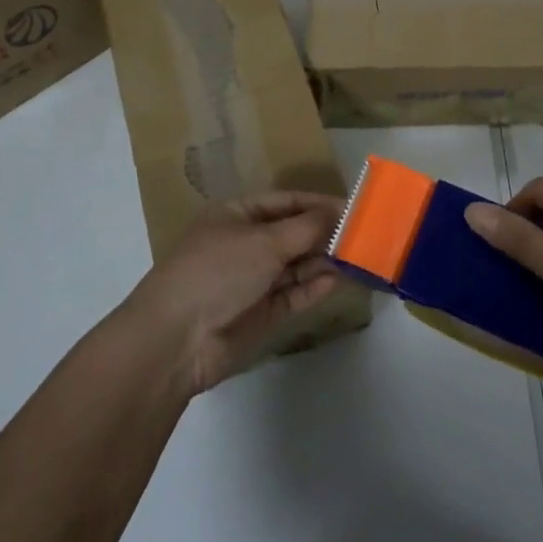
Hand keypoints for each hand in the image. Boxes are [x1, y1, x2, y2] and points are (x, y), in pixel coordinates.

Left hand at [121, 192, 343, 395]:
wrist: (177, 339)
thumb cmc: (217, 271)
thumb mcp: (264, 241)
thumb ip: (306, 228)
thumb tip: (339, 212)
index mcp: (236, 215)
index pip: (285, 202)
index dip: (318, 203)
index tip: (354, 207)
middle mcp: (245, 244)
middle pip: (292, 233)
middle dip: (325, 233)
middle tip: (366, 234)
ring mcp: (252, 280)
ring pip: (296, 265)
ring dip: (324, 260)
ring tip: (361, 256)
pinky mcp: (260, 313)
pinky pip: (293, 294)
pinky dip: (314, 287)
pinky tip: (339, 279)